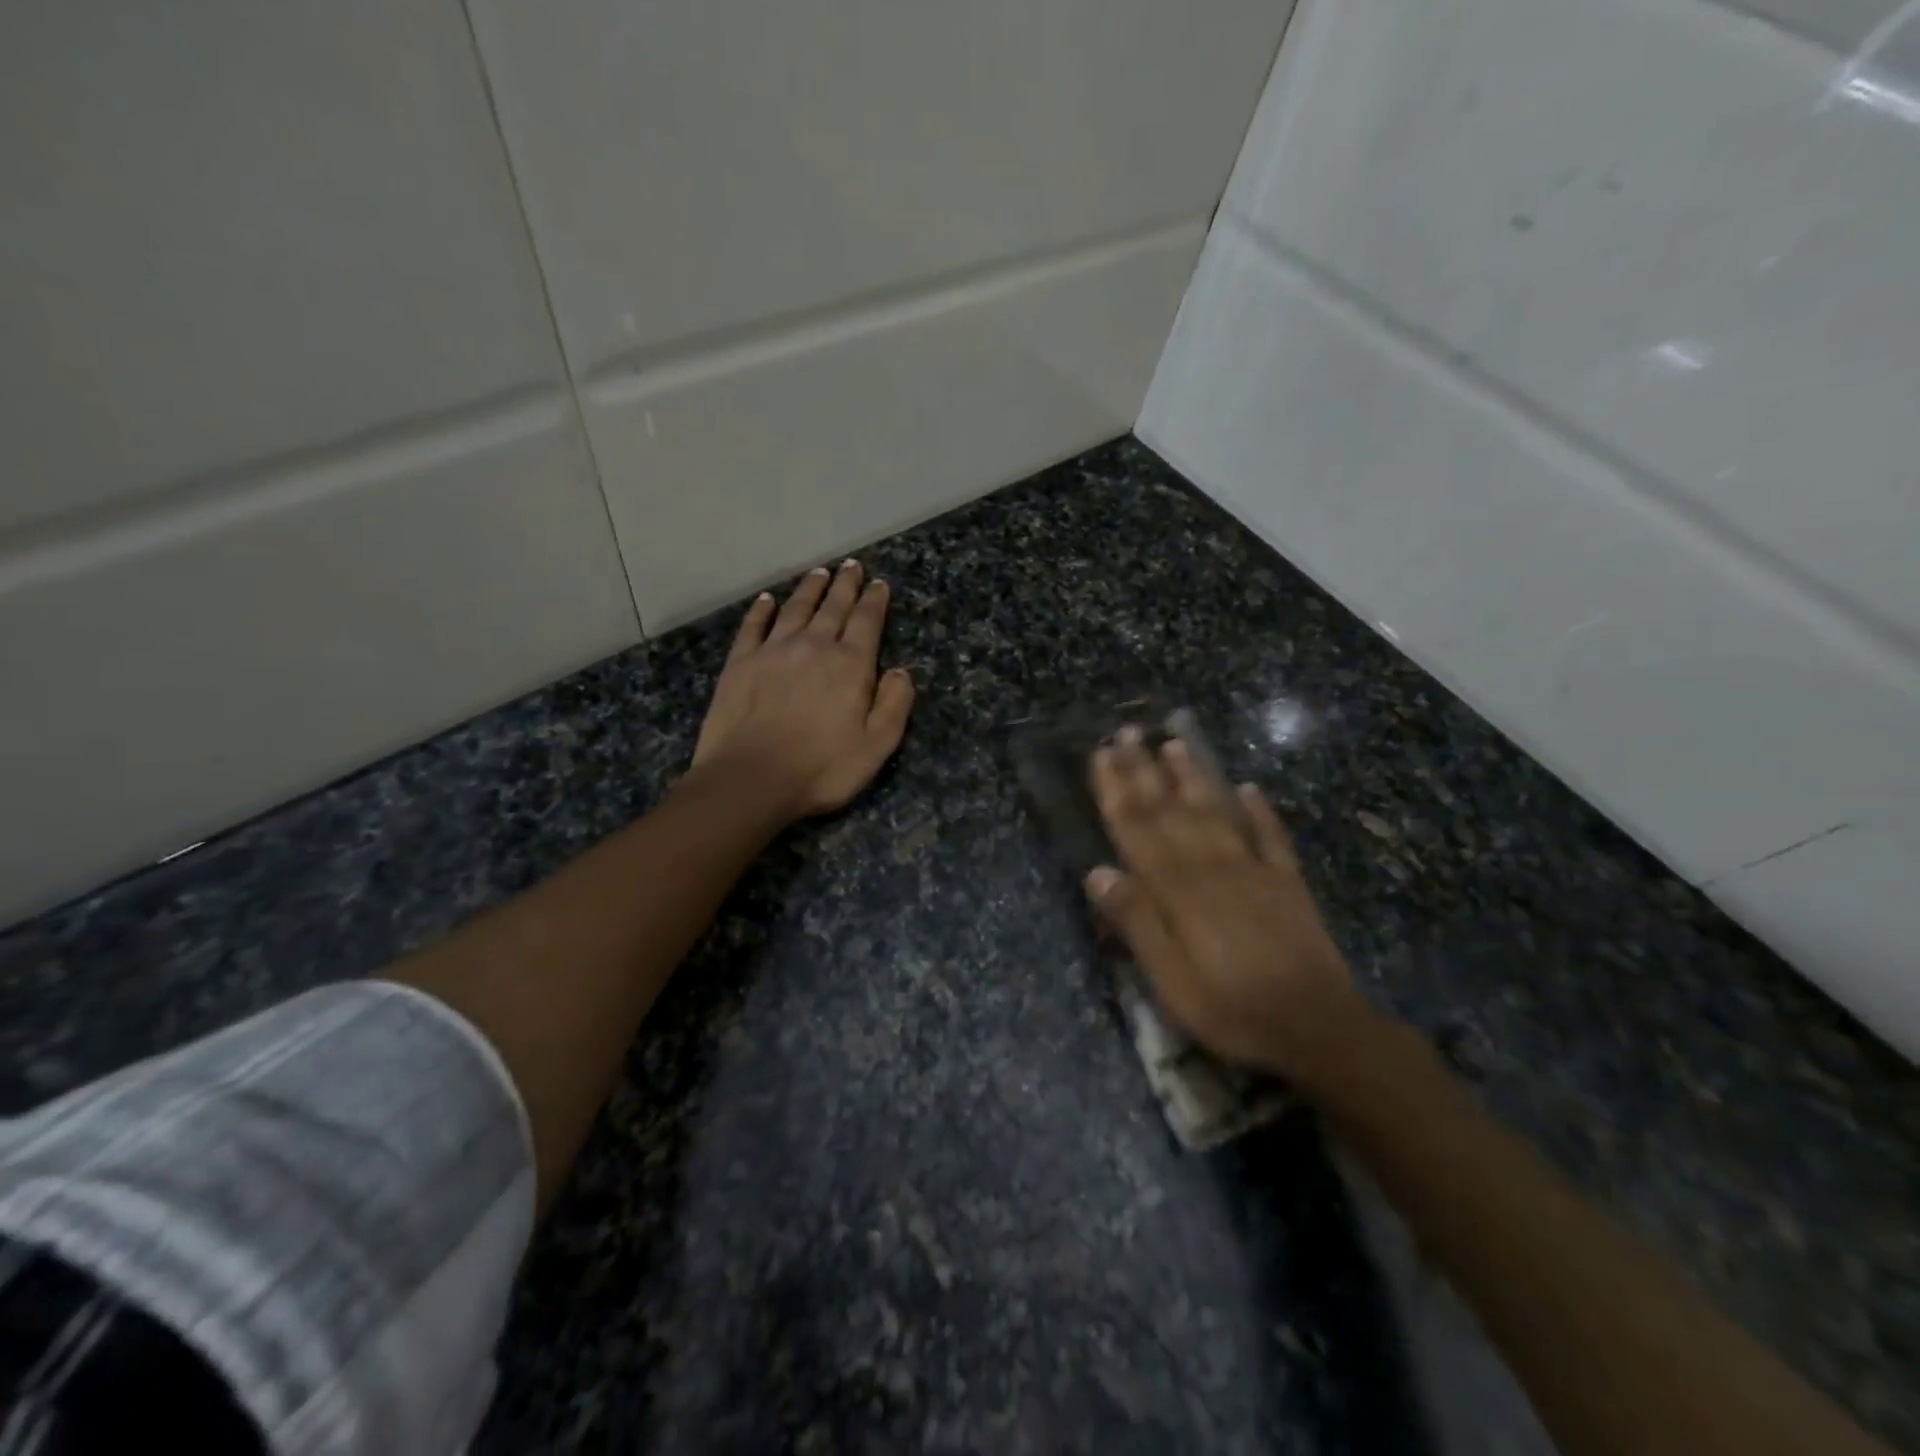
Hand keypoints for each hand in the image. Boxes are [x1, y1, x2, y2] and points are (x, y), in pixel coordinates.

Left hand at [691, 560, 914, 820]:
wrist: (750, 779)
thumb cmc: (821, 768)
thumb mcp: (876, 746)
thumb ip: (894, 704)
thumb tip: (901, 671)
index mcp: (849, 665)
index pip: (866, 621)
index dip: (875, 600)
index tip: (879, 583)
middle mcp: (813, 646)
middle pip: (833, 607)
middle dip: (845, 585)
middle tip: (852, 566)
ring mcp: (773, 651)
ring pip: (796, 609)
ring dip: (810, 589)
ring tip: (820, 574)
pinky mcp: (741, 662)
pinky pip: (754, 625)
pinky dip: (763, 609)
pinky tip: (767, 599)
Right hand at [1085, 727, 1375, 1080]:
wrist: (1319, 1027)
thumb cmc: (1232, 1009)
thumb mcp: (1170, 980)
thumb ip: (1137, 922)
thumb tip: (1098, 871)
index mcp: (1178, 891)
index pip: (1138, 829)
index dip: (1117, 791)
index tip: (1102, 754)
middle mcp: (1212, 867)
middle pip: (1171, 811)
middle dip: (1145, 770)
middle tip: (1127, 732)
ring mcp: (1254, 870)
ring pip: (1216, 812)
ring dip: (1193, 777)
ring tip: (1176, 743)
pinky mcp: (1288, 883)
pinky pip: (1270, 836)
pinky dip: (1259, 811)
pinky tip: (1249, 788)